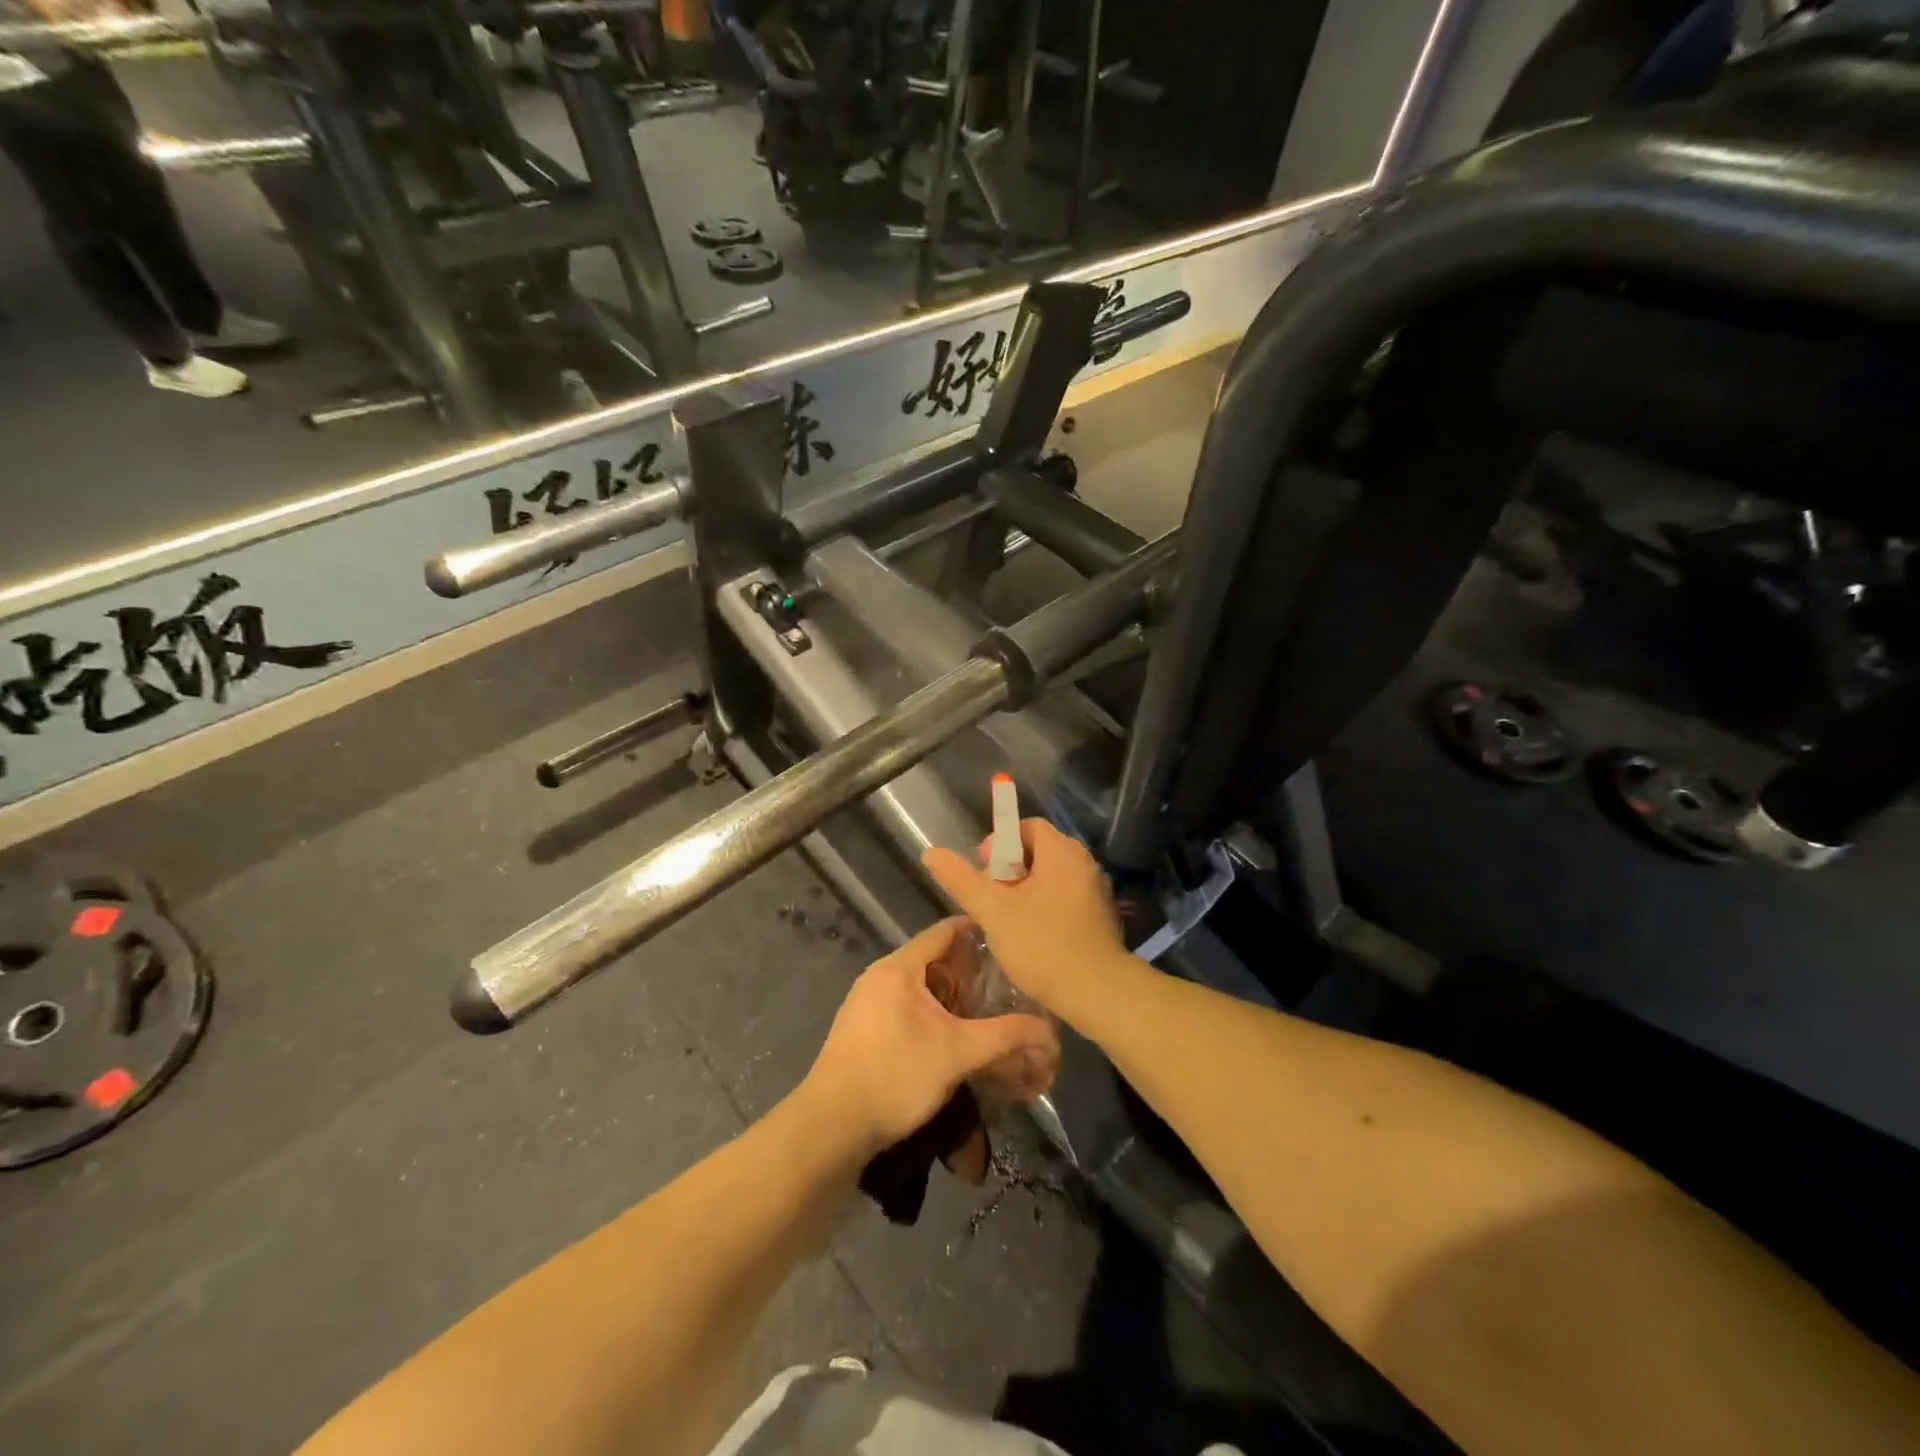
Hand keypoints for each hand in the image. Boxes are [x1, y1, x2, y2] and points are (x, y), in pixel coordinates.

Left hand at [799, 918, 1057, 1158]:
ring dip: (953, 999)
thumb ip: (1006, 1037)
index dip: (980, 933)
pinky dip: (934, 1016)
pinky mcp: (863, 1031)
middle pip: (935, 960)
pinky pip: (906, 1009)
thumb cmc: (895, 1076)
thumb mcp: (957, 1054)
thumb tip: (1050, 1034)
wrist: (831, 1128)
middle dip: (971, 974)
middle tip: (1008, 988)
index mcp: (899, 968)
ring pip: (921, 988)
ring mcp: (867, 1004)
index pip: (945, 931)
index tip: (1012, 944)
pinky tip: (953, 1040)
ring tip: (987, 1016)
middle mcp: (880, 977)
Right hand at [922, 819, 1131, 1023]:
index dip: (998, 845)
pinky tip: (1031, 936)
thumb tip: (931, 852)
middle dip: (1008, 872)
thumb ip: (962, 880)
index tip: (983, 874)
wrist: (1097, 992)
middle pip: (1037, 851)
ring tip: (1006, 920)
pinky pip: (1065, 898)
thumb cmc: (1042, 944)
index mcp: (1061, 851)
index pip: (1026, 827)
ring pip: (1050, 877)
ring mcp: (1095, 889)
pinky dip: (1044, 907)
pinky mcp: (1100, 916)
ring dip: (1025, 892)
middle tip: (991, 900)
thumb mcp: (993, 911)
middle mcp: (1082, 862)